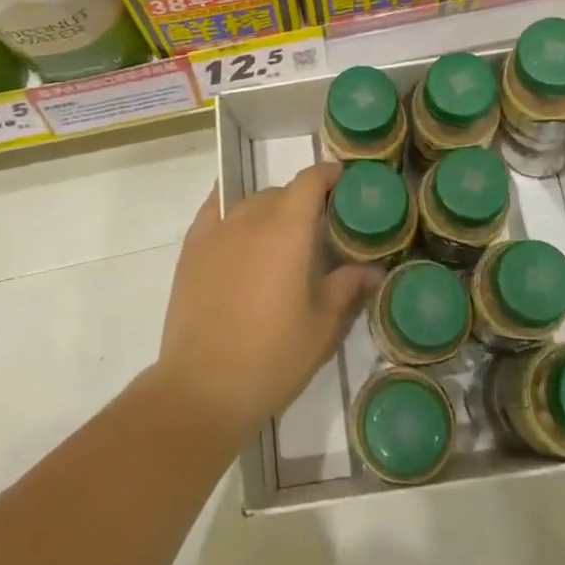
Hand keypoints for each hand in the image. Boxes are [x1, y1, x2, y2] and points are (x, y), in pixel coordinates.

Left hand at [152, 164, 378, 443]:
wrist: (202, 389)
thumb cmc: (272, 357)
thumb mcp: (323, 327)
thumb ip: (348, 287)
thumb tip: (372, 269)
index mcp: (288, 230)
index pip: (310, 181)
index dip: (328, 175)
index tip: (343, 182)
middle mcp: (251, 219)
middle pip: (281, 192)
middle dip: (302, 200)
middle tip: (317, 228)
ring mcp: (216, 232)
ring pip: (249, 203)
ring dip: (269, 209)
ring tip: (279, 238)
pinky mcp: (191, 250)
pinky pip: (213, 211)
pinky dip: (229, 208)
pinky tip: (236, 224)